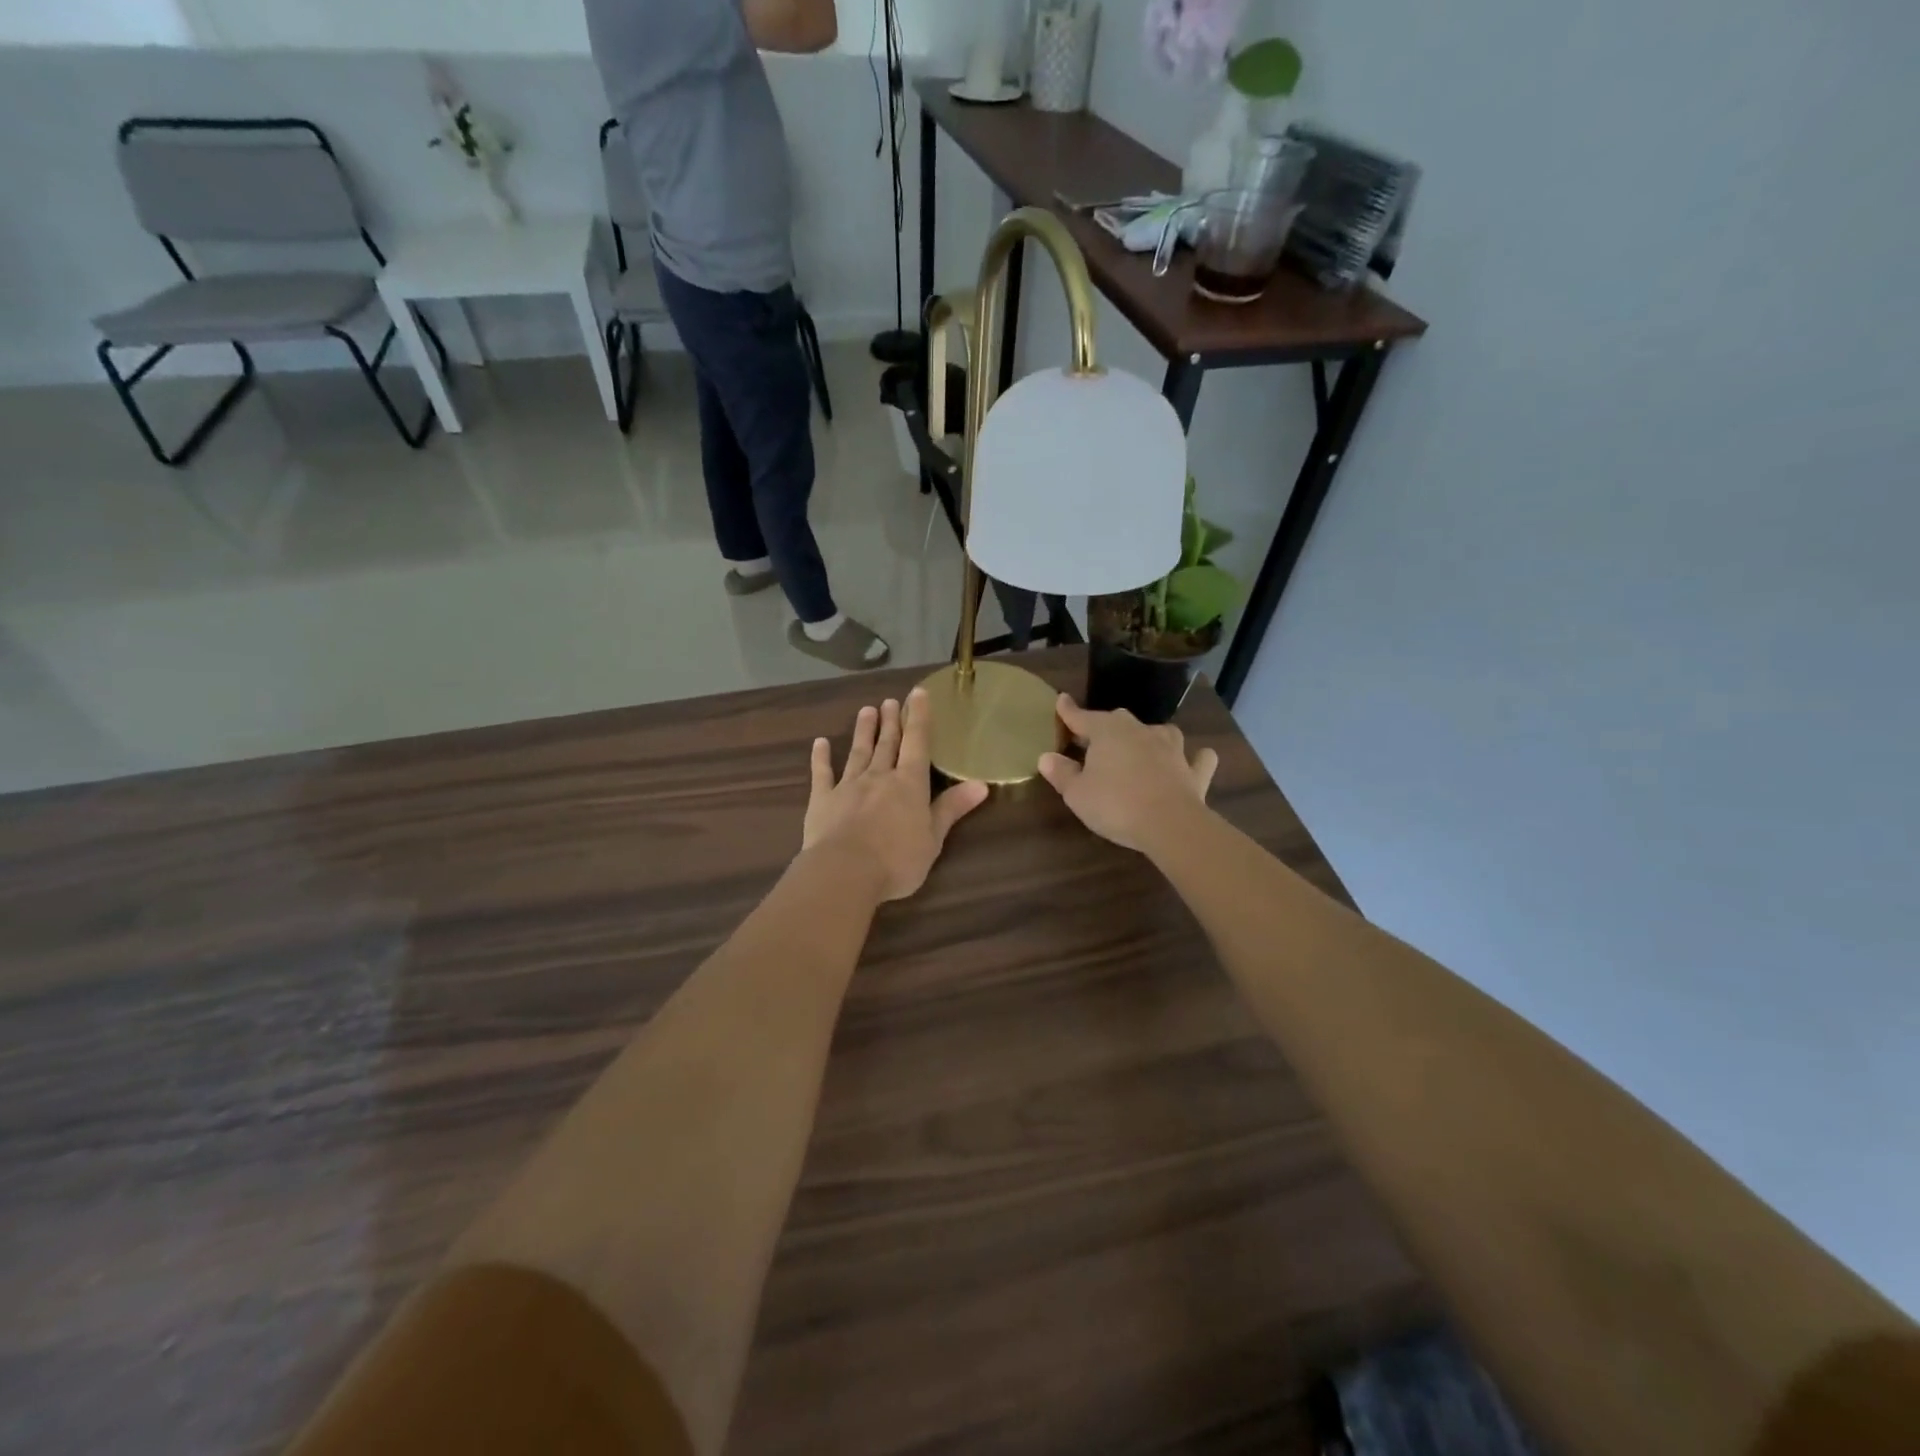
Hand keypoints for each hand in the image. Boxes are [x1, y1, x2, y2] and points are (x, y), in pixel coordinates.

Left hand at [802, 689, 989, 901]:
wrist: (845, 872)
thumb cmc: (897, 860)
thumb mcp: (933, 838)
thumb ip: (952, 808)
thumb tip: (981, 785)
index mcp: (909, 784)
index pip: (917, 743)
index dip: (919, 717)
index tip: (917, 693)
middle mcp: (879, 777)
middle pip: (887, 744)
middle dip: (891, 721)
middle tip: (890, 700)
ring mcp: (848, 786)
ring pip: (858, 752)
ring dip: (863, 731)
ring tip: (866, 710)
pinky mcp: (822, 800)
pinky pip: (822, 774)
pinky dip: (821, 758)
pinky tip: (820, 743)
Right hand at [1037, 694, 1218, 852]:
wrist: (1169, 824)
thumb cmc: (1115, 804)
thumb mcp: (1076, 793)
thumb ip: (1061, 773)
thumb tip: (1047, 757)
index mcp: (1107, 731)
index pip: (1082, 717)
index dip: (1069, 711)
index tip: (1062, 700)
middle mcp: (1140, 731)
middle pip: (1119, 721)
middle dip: (1106, 727)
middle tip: (1095, 740)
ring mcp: (1172, 748)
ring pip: (1160, 732)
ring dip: (1150, 737)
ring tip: (1143, 746)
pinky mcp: (1193, 771)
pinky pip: (1197, 759)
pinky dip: (1194, 759)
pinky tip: (1192, 762)